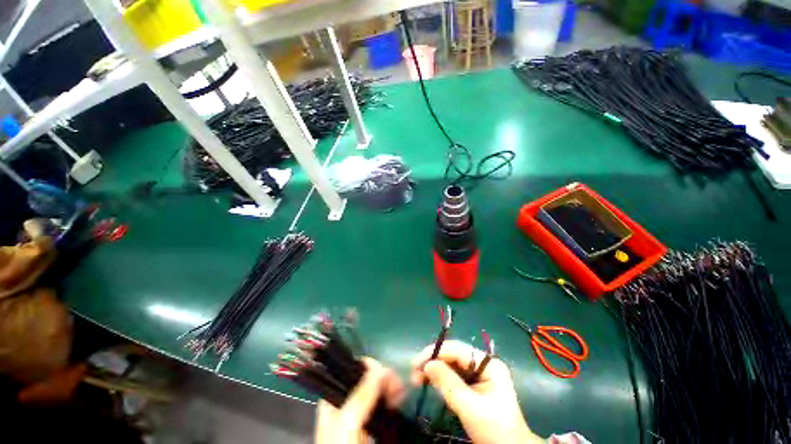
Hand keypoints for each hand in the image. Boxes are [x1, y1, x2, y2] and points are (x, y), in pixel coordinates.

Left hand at [315, 357, 404, 443]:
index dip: (369, 366)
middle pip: (366, 377)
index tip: (385, 372)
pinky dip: (392, 397)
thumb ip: (361, 396)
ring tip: (401, 391)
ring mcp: (360, 413)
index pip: (351, 369)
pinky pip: (383, 402)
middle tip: (397, 385)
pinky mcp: (372, 423)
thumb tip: (379, 368)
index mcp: (334, 397)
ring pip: (377, 388)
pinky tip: (399, 399)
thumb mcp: (347, 424)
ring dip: (390, 385)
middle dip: (383, 376)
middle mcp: (347, 401)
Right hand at [411, 340, 544, 443]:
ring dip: (434, 369)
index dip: (436, 352)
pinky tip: (429, 381)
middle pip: (453, 355)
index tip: (417, 362)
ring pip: (451, 364)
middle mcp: (484, 364)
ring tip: (417, 377)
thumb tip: (427, 364)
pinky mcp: (474, 385)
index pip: (458, 350)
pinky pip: (453, 375)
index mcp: (489, 364)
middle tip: (414, 371)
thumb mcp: (470, 408)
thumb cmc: (495, 430)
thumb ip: (448, 383)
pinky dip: (440, 378)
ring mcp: (479, 374)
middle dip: (433, 361)